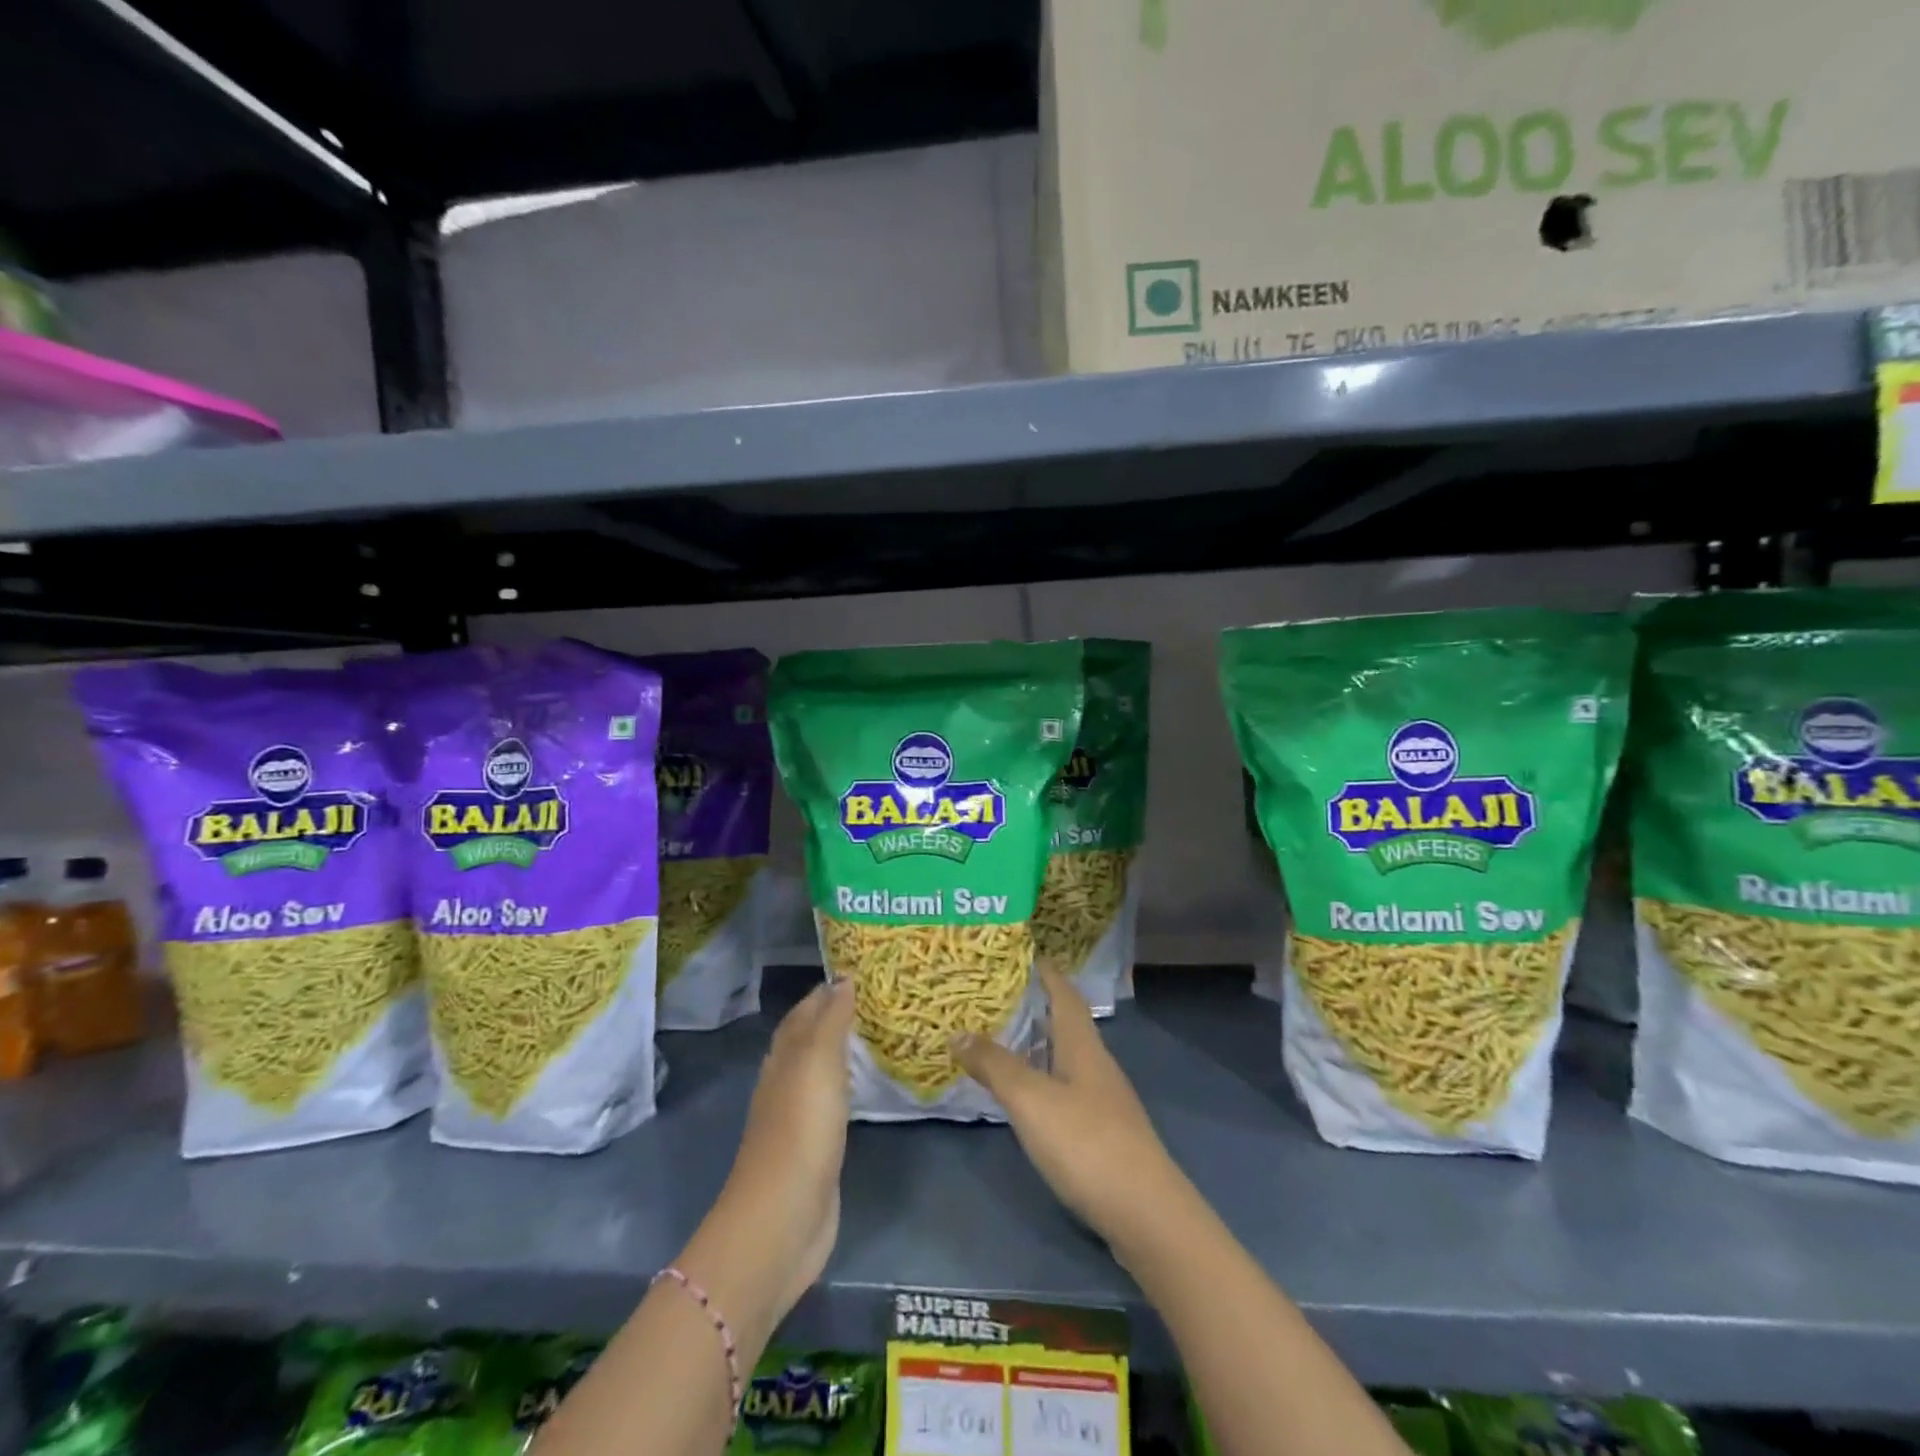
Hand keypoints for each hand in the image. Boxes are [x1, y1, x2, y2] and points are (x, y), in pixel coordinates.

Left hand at [682, 979, 852, 1328]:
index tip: (861, 972)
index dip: (828, 991)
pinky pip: (833, 1104)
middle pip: (809, 1039)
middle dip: (835, 1017)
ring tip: (875, 1035)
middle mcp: (786, 1081)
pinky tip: (864, 1087)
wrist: (783, 1218)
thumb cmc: (801, 1129)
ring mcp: (799, 1117)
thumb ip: (832, 1020)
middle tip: (875, 1000)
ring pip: (820, 1071)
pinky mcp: (815, 1149)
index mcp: (784, 1057)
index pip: (805, 1011)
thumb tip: (843, 978)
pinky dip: (847, 1087)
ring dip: (841, 1052)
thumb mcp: (818, 1063)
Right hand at [953, 967, 1186, 1258]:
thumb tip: (958, 1031)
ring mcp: (1103, 1100)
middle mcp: (1096, 1064)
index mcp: (1083, 1045)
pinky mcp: (1103, 1133)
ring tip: (1000, 1039)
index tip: (1019, 953)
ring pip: (1065, 1057)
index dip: (1045, 971)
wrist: (1146, 1215)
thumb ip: (995, 1064)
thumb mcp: (1031, 1099)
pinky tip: (1025, 1096)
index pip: (1065, 993)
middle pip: (1065, 1023)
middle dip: (1034, 1006)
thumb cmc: (1086, 1143)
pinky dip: (1042, 1079)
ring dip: (1036, 1044)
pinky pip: (1066, 1089)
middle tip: (994, 996)